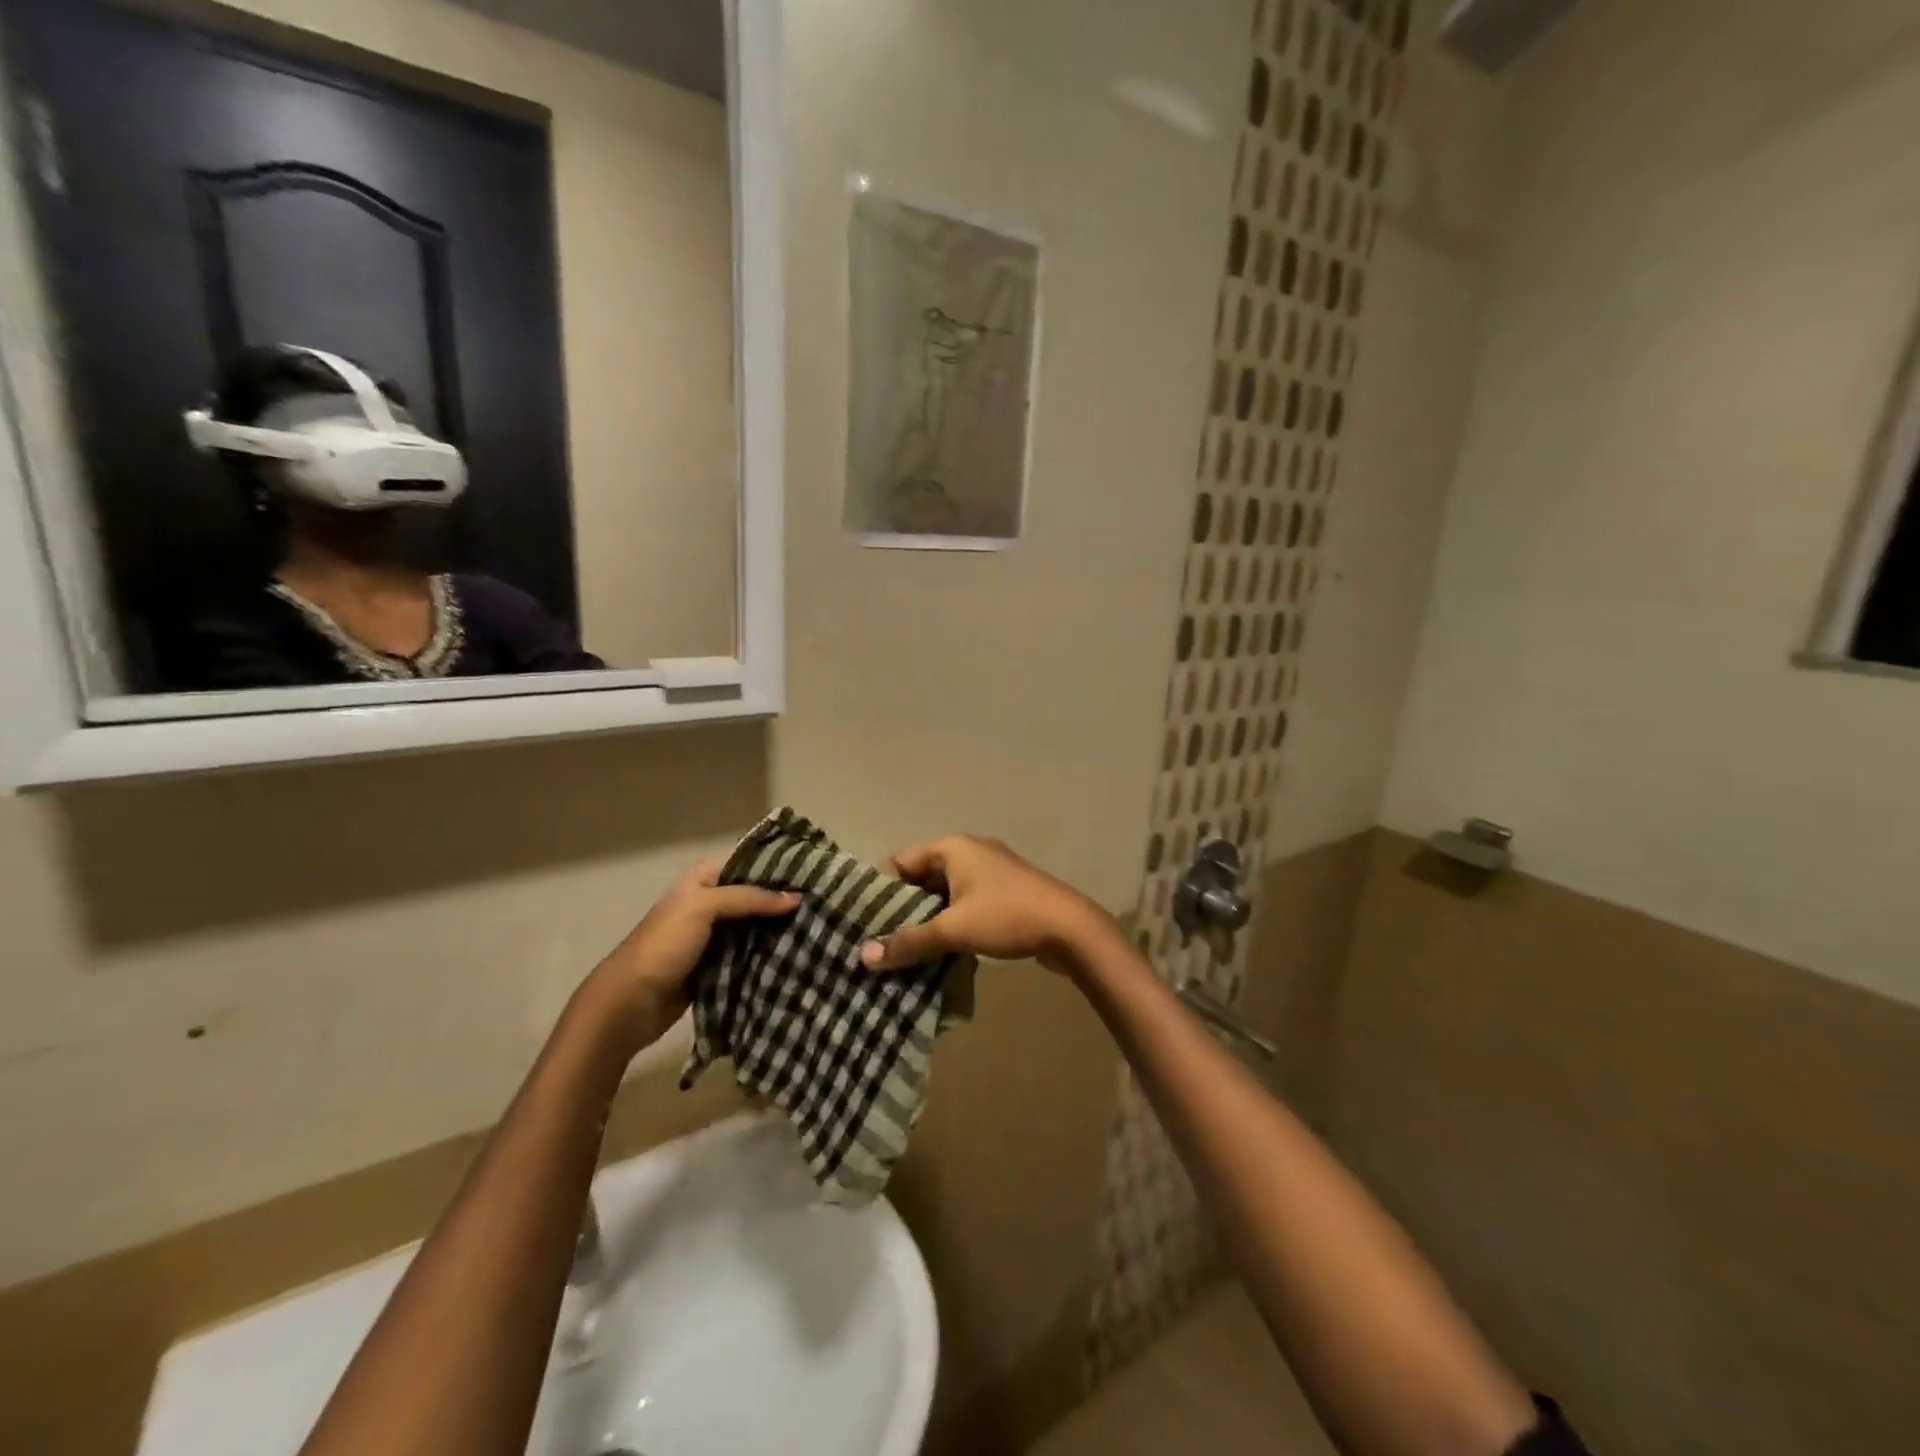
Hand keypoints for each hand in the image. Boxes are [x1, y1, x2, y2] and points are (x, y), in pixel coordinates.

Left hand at [582, 859, 798, 1052]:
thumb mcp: (704, 908)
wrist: (629, 1004)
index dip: (777, 865)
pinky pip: (750, 953)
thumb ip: (750, 898)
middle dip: (783, 899)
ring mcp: (713, 936)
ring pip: (755, 925)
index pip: (747, 862)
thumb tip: (797, 898)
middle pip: (754, 894)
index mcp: (702, 879)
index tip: (814, 869)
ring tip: (819, 925)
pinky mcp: (718, 965)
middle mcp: (709, 902)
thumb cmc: (664, 945)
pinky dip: (769, 953)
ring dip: (779, 928)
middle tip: (824, 900)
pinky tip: (798, 952)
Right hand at [859, 836, 1114, 972]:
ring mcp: (990, 870)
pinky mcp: (1005, 891)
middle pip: (922, 876)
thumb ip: (909, 941)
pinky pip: (966, 902)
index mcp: (953, 847)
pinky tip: (944, 950)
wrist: (1071, 927)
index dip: (883, 890)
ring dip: (930, 919)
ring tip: (909, 952)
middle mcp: (970, 851)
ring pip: (945, 893)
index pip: (901, 860)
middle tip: (886, 942)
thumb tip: (865, 956)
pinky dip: (952, 921)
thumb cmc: (1007, 916)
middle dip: (905, 908)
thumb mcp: (954, 929)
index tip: (872, 923)